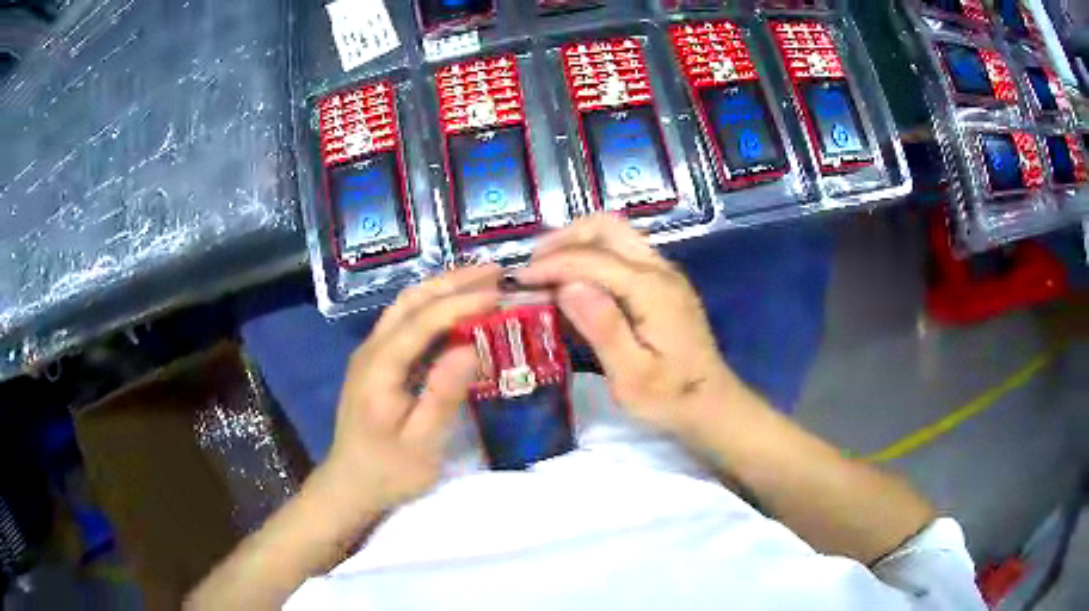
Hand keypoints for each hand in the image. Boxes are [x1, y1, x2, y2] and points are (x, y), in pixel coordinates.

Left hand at [319, 265, 501, 517]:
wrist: (350, 485)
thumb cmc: (389, 471)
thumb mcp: (422, 444)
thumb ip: (443, 396)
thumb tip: (470, 349)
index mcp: (379, 369)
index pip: (421, 321)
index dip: (461, 303)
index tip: (498, 292)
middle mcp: (371, 350)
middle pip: (410, 301)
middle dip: (453, 281)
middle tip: (496, 271)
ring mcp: (371, 353)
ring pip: (406, 306)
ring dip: (443, 288)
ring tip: (481, 280)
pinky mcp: (377, 361)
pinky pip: (406, 322)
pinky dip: (434, 307)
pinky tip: (457, 310)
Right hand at [518, 215, 749, 438]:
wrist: (712, 404)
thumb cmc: (670, 398)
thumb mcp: (632, 376)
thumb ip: (604, 328)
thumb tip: (568, 286)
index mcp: (652, 290)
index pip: (591, 259)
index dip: (551, 265)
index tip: (518, 281)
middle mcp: (660, 270)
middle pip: (607, 227)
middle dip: (564, 239)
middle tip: (533, 267)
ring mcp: (665, 273)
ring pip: (616, 234)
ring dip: (578, 243)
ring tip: (547, 271)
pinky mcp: (663, 284)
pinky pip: (623, 251)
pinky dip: (592, 255)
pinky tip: (576, 282)